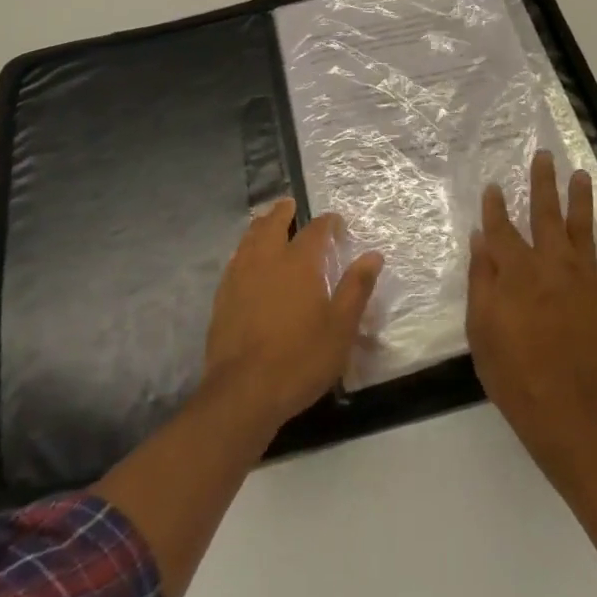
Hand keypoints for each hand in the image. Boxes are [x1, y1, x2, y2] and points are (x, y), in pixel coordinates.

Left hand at [202, 199, 382, 434]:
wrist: (243, 392)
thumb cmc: (300, 358)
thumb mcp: (340, 328)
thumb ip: (356, 288)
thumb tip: (373, 255)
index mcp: (299, 262)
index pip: (315, 230)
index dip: (327, 222)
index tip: (336, 223)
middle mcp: (267, 259)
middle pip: (273, 223)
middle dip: (284, 211)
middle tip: (290, 205)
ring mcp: (240, 276)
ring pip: (249, 238)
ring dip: (261, 225)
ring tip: (267, 222)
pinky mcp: (223, 296)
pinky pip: (235, 259)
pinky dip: (244, 249)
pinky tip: (246, 259)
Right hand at [467, 150, 596, 470]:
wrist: (564, 412)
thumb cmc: (513, 372)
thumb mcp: (480, 327)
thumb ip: (481, 279)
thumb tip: (481, 238)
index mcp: (516, 270)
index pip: (501, 227)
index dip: (496, 206)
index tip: (495, 186)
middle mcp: (551, 264)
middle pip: (545, 214)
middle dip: (543, 182)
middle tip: (545, 155)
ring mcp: (585, 279)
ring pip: (583, 228)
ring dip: (581, 199)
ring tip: (582, 174)